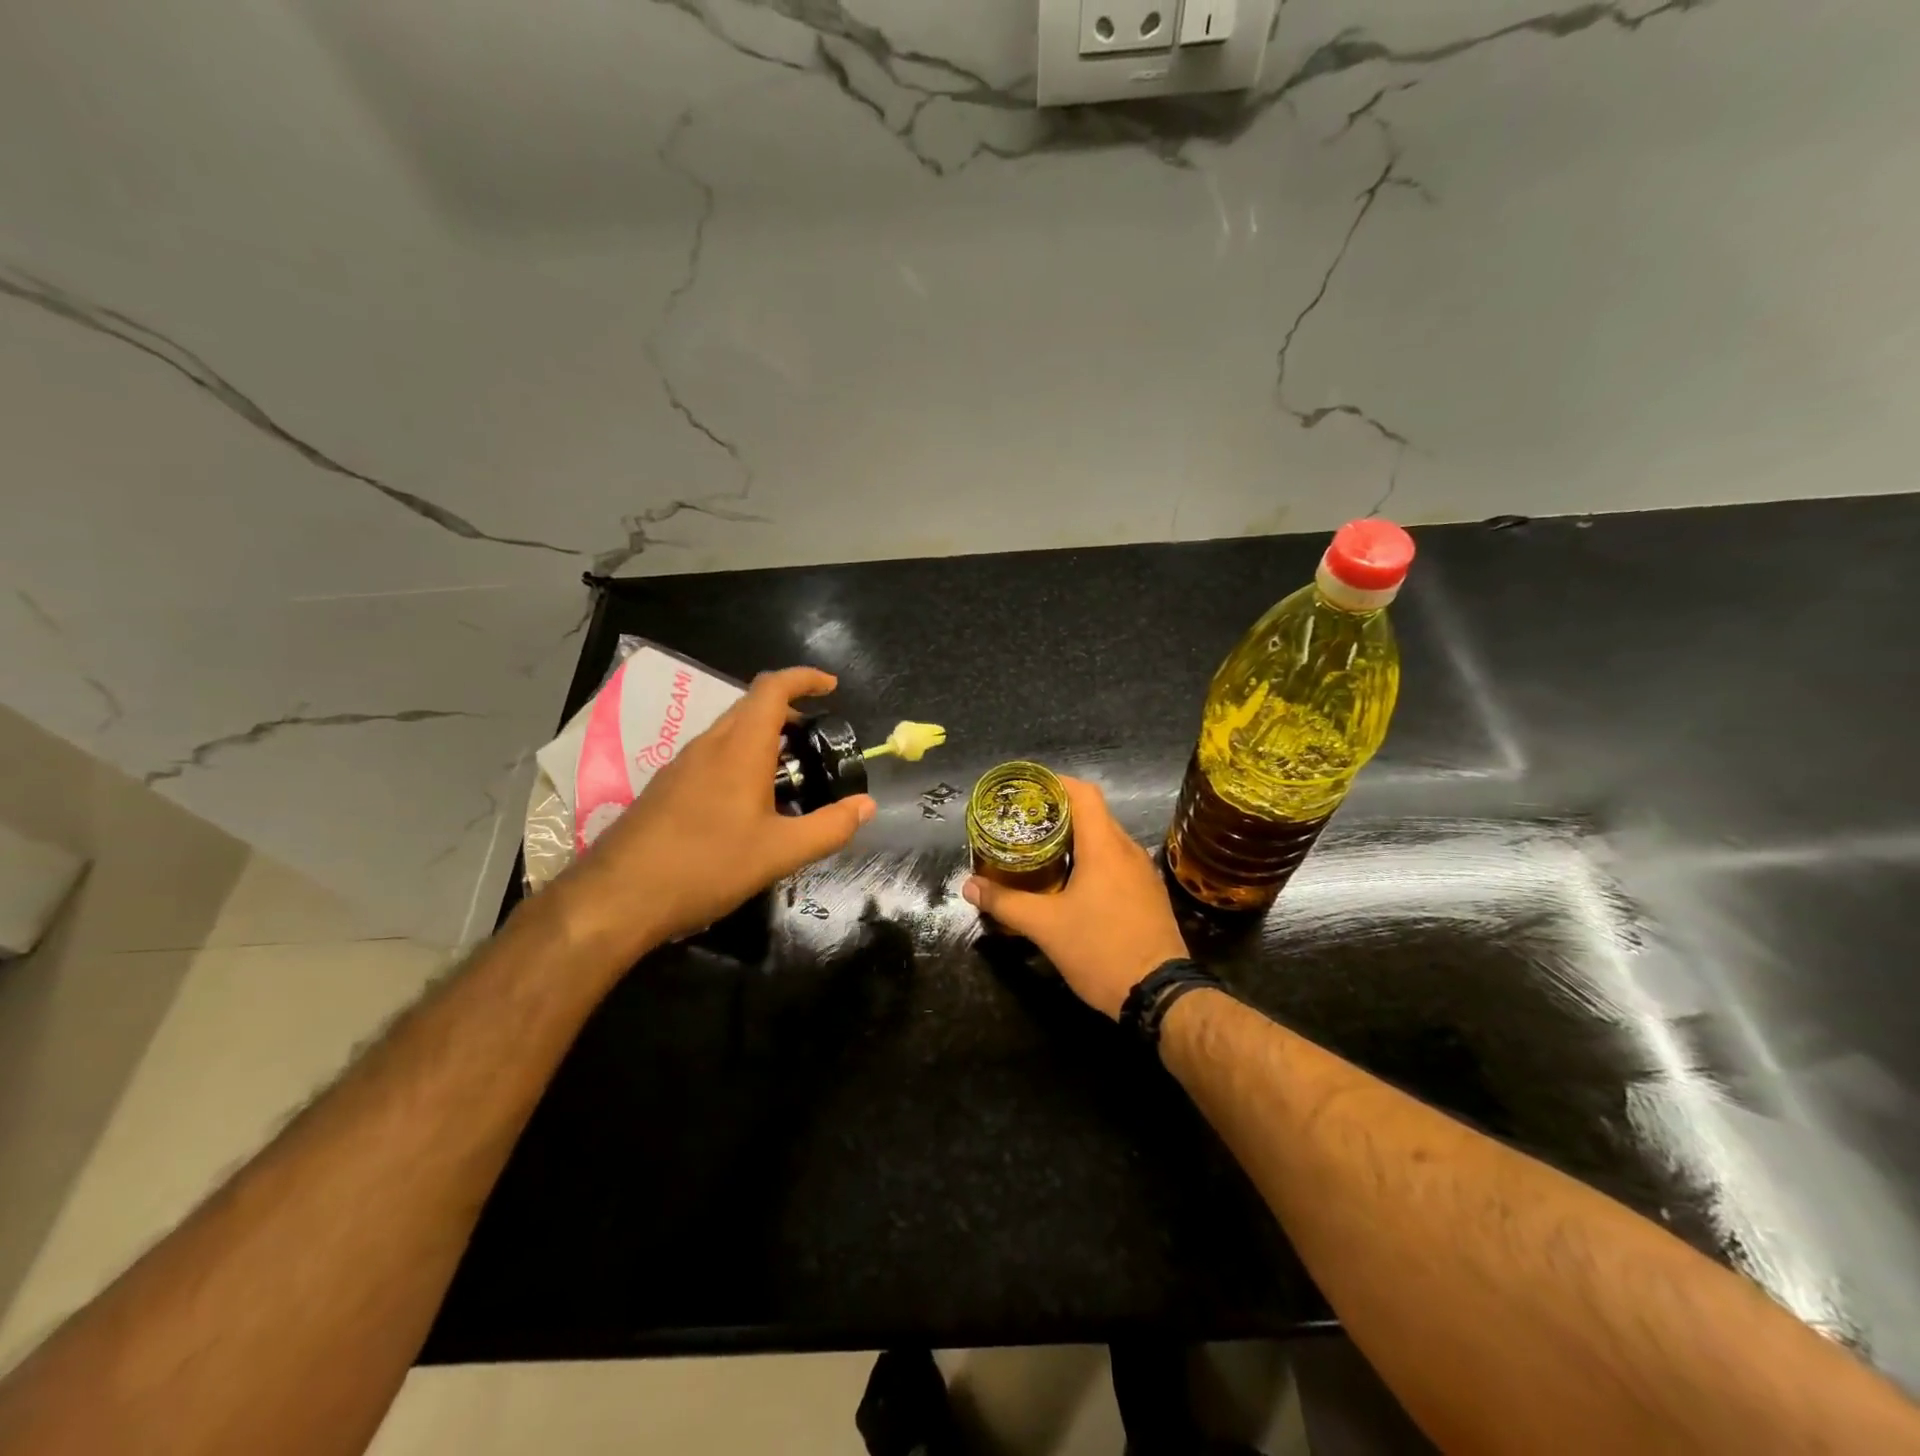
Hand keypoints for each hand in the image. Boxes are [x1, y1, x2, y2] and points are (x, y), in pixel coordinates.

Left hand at [548, 666, 875, 962]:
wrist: (617, 897)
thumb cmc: (706, 865)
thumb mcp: (780, 852)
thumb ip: (829, 827)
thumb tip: (866, 806)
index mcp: (739, 748)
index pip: (773, 688)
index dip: (805, 678)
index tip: (832, 687)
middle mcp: (708, 745)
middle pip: (751, 706)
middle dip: (789, 712)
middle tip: (818, 742)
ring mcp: (682, 765)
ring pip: (730, 732)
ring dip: (764, 738)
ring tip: (790, 775)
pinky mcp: (666, 788)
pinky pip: (713, 756)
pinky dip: (741, 759)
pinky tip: (749, 804)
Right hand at [962, 777, 1188, 1019]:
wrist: (1160, 995)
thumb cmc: (1101, 950)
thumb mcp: (1045, 927)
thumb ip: (1005, 902)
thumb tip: (969, 885)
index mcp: (1105, 847)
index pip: (1083, 793)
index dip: (1055, 783)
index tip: (1026, 790)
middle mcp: (1128, 851)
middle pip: (1093, 814)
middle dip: (1058, 812)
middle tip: (1023, 822)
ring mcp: (1142, 873)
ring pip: (1105, 840)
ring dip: (1075, 839)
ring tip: (1040, 849)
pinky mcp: (1148, 894)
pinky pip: (1116, 862)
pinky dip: (1092, 860)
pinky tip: (1071, 882)